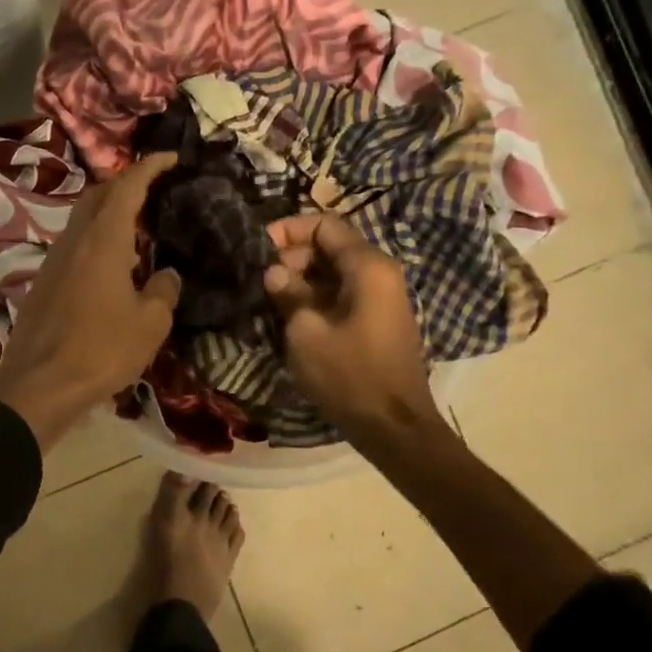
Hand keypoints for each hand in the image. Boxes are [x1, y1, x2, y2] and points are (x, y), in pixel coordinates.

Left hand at [0, 154, 182, 450]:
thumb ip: (163, 292)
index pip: (126, 187)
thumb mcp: (150, 324)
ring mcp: (53, 261)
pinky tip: (111, 265)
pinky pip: (73, 246)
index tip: (170, 157)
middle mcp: (74, 241)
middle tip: (152, 188)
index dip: (148, 167)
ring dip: (107, 213)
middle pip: (97, 195)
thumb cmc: (101, 350)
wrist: (39, 385)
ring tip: (136, 227)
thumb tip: (167, 276)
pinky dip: (95, 240)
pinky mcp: (43, 283)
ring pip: (81, 220)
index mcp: (103, 240)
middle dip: (124, 183)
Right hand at [263, 213, 442, 444]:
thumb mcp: (306, 332)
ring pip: (336, 271)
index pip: (326, 224)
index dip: (289, 229)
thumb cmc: (349, 375)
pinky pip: (344, 292)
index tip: (259, 247)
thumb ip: (289, 292)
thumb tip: (273, 271)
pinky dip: (318, 296)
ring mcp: (382, 297)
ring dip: (303, 277)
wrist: (393, 426)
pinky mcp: (378, 319)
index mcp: (368, 266)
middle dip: (294, 255)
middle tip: (263, 279)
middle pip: (332, 246)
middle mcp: (380, 272)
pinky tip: (292, 314)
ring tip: (271, 297)